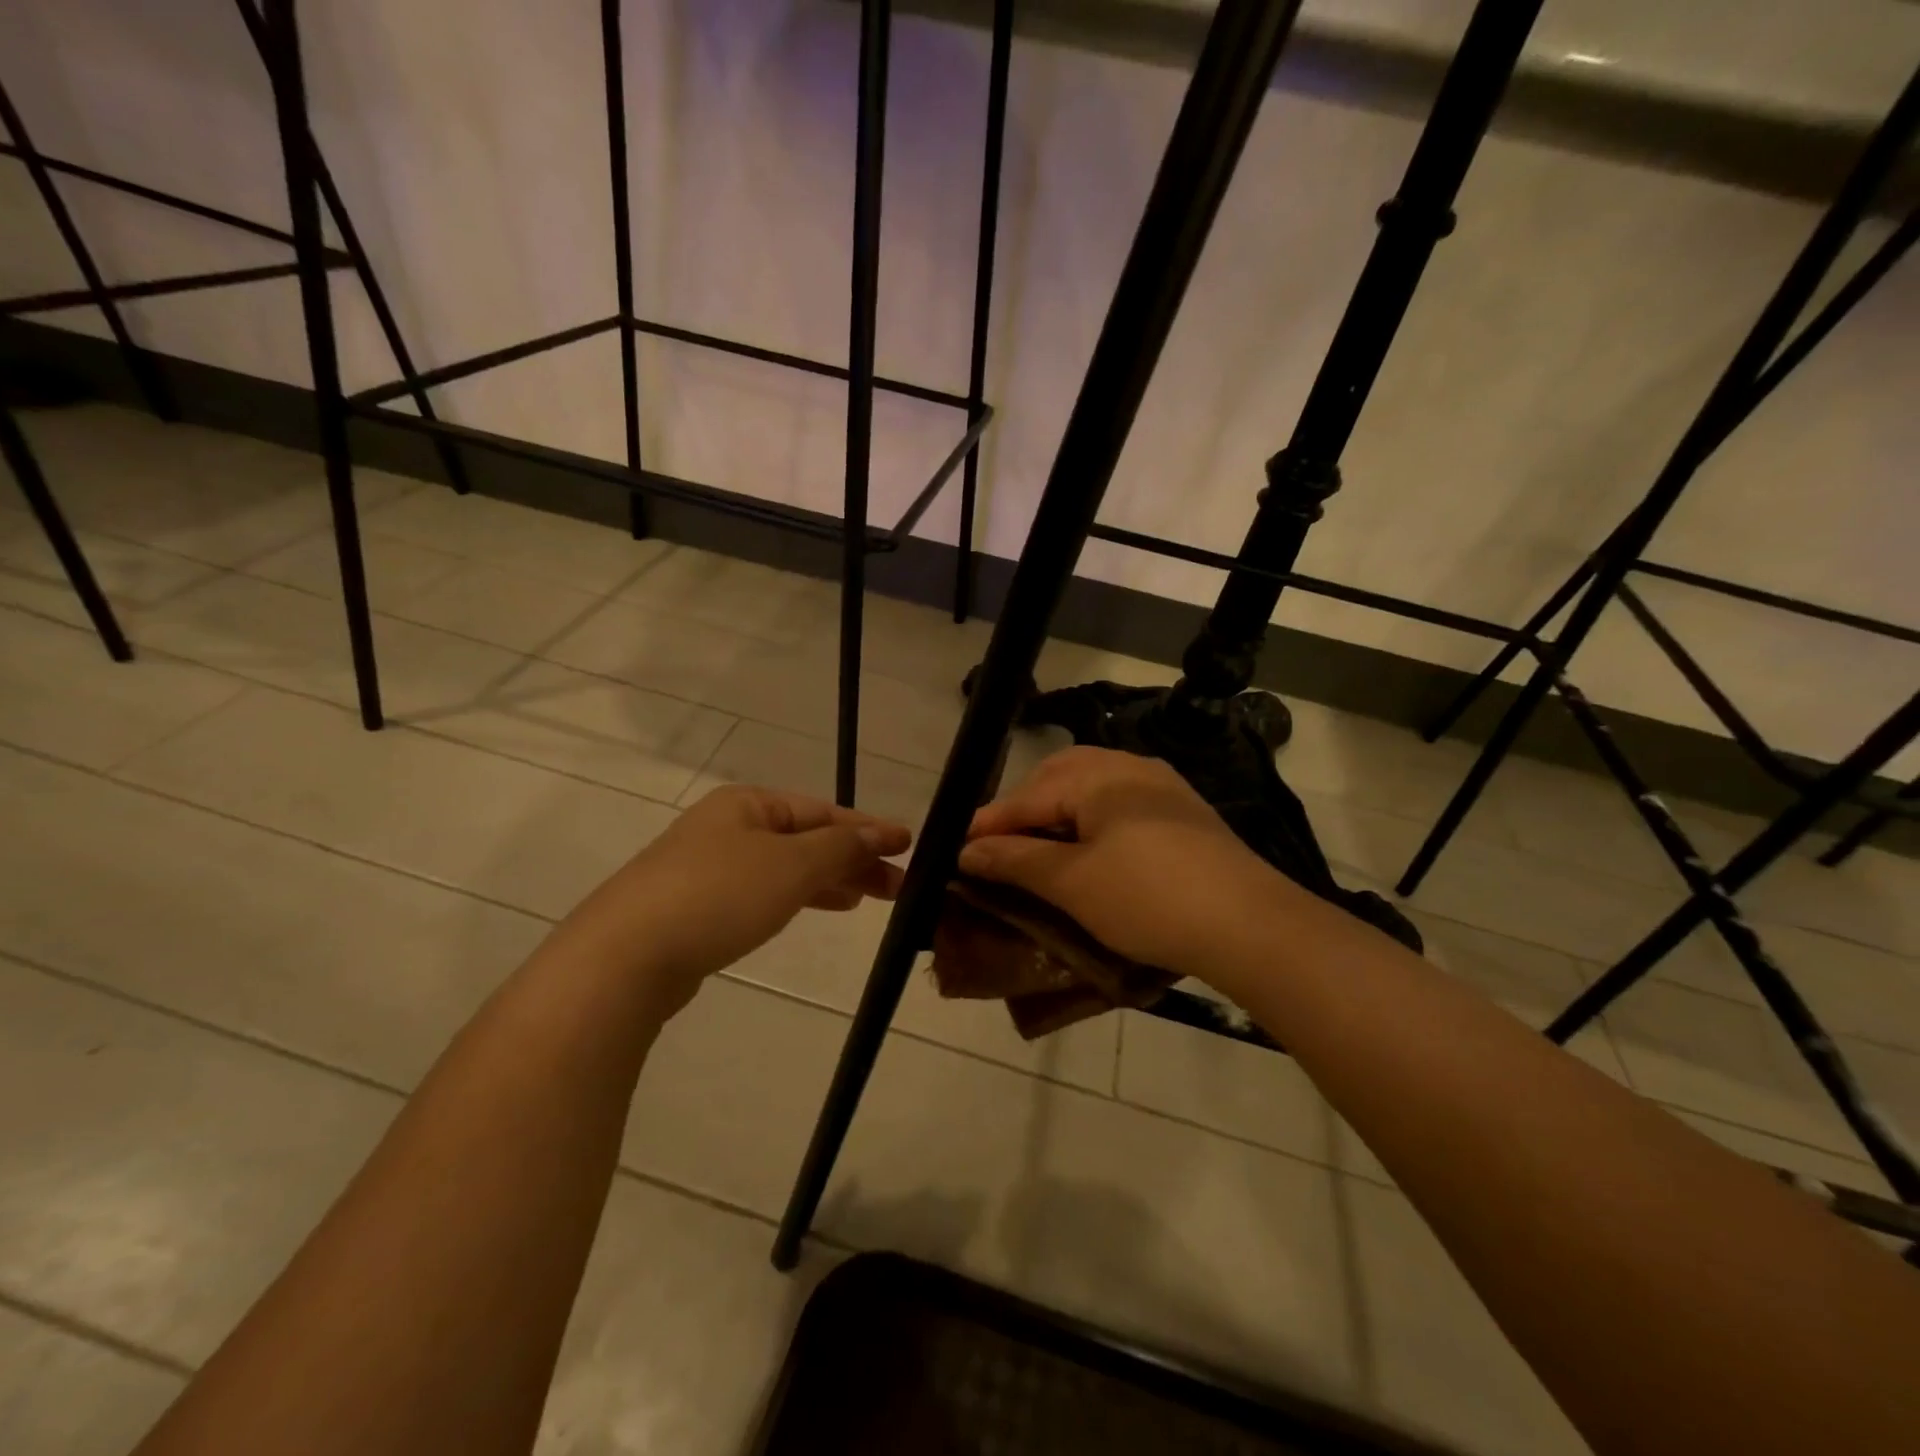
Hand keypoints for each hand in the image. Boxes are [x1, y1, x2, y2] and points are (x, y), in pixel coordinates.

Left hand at [559, 785, 911, 1013]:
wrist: (623, 958)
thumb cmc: (717, 896)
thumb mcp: (791, 865)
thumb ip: (841, 847)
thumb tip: (882, 832)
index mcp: (748, 804)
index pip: (823, 810)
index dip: (869, 828)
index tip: (909, 846)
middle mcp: (727, 827)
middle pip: (806, 838)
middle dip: (852, 858)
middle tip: (897, 886)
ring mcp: (708, 868)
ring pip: (786, 867)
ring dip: (828, 879)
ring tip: (866, 899)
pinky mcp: (697, 907)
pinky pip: (763, 892)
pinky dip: (797, 897)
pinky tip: (817, 909)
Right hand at [958, 746, 1280, 976]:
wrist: (1251, 925)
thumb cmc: (1149, 899)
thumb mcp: (1073, 883)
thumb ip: (1016, 859)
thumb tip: (967, 849)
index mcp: (1098, 776)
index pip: (1027, 796)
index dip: (989, 824)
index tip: (957, 849)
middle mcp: (1129, 766)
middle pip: (1058, 777)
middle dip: (1025, 809)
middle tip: (1000, 846)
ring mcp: (1162, 786)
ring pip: (1091, 787)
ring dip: (1059, 813)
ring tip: (1040, 850)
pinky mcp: (1183, 812)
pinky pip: (1120, 803)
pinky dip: (1092, 821)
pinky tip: (1090, 851)